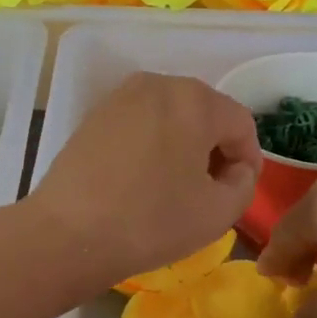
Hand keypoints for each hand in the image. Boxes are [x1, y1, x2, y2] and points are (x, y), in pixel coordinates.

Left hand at [28, 72, 261, 289]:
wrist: (68, 233)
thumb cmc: (151, 220)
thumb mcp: (219, 212)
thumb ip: (244, 182)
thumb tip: (234, 169)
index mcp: (195, 99)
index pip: (240, 124)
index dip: (248, 160)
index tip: (237, 193)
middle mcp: (159, 84)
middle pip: (205, 114)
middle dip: (214, 150)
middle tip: (209, 192)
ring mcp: (121, 96)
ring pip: (171, 117)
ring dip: (182, 146)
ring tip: (174, 188)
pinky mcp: (95, 114)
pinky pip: (140, 123)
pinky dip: (151, 145)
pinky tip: (141, 181)